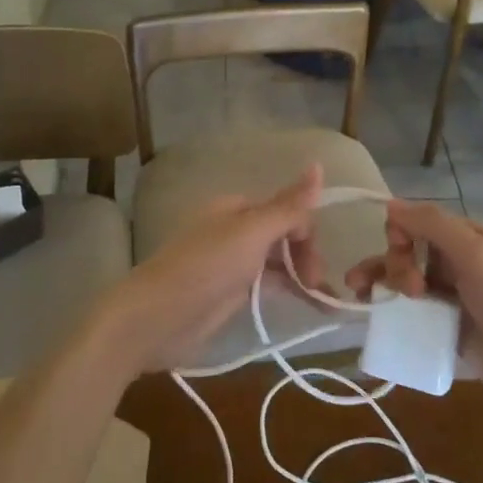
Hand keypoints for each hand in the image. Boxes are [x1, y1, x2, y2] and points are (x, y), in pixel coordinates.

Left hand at [87, 167, 324, 375]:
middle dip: (307, 255)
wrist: (157, 317)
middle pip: (285, 235)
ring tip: (325, 302)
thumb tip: (319, 165)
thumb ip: (288, 206)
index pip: (287, 210)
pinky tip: (311, 305)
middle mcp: (237, 230)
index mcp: (238, 207)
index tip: (316, 265)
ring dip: (304, 275)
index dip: (306, 233)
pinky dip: (291, 291)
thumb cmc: (206, 267)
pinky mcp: (232, 293)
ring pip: (279, 261)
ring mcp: (234, 262)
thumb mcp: (251, 232)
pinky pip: (270, 285)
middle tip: (317, 285)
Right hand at [345, 200, 482, 422]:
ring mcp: (453, 298)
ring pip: (405, 283)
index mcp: (468, 238)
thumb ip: (434, 226)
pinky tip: (373, 318)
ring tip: (357, 296)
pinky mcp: (449, 330)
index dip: (401, 234)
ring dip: (380, 283)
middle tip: (410, 292)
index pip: (418, 223)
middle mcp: (458, 263)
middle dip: (392, 263)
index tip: (403, 254)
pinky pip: (412, 315)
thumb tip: (390, 204)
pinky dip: (391, 312)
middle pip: (408, 252)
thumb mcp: (477, 255)